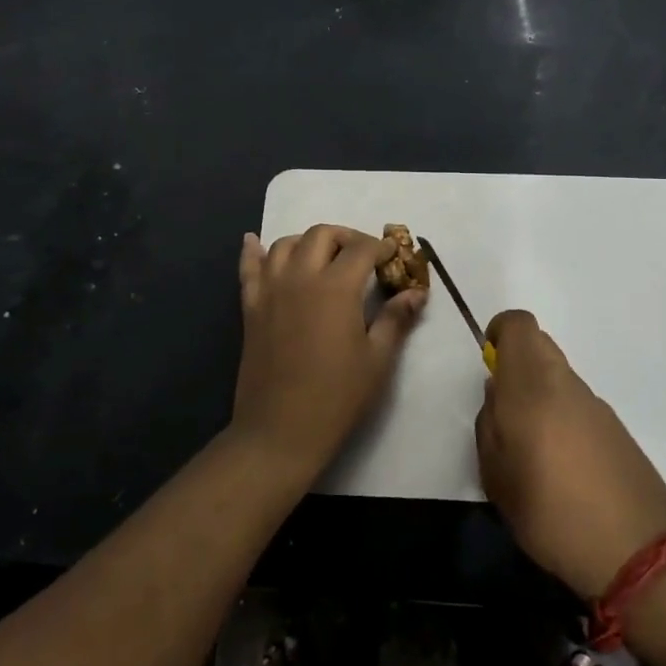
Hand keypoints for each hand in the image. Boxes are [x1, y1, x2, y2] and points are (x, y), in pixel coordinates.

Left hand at [230, 225, 426, 483]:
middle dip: (347, 237)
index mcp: (336, 287)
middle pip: (322, 235)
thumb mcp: (377, 360)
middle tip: (363, 256)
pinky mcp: (251, 307)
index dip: (382, 247)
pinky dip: (253, 251)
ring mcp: (270, 290)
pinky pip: (249, 268)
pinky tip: (254, 241)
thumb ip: (396, 320)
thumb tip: (416, 293)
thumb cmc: (336, 397)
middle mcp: (300, 277)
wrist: (280, 431)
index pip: (361, 249)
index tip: (394, 255)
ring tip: (324, 257)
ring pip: (286, 244)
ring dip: (308, 241)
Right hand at [474, 310, 665, 599]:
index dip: (500, 331)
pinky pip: (577, 402)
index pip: (519, 325)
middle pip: (539, 344)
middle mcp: (566, 384)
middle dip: (516, 363)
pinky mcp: (616, 428)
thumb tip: (497, 396)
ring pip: (559, 375)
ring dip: (539, 392)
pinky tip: (561, 465)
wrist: (638, 552)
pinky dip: (562, 415)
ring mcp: (596, 405)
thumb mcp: (497, 477)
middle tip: (503, 409)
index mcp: (531, 386)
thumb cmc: (551, 513)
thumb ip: (489, 427)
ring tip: (529, 447)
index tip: (488, 362)